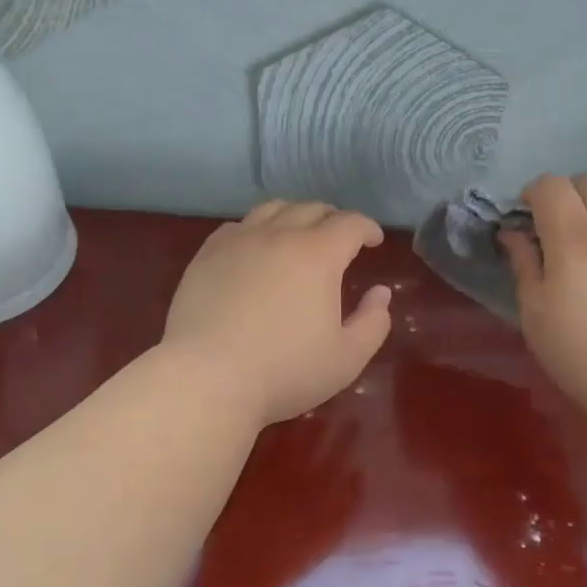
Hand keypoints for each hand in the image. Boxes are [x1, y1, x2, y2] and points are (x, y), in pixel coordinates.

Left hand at [161, 201, 393, 426]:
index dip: (367, 228)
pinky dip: (255, 229)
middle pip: (311, 209)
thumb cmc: (284, 372)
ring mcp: (238, 241)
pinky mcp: (206, 255)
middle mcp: (278, 236)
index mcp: (318, 255)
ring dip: (294, 215)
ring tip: (298, 234)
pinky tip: (254, 248)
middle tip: (340, 238)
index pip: (350, 224)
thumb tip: (380, 293)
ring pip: (272, 210)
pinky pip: (237, 227)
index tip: (374, 240)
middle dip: (333, 218)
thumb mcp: (346, 359)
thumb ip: (372, 323)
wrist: (207, 377)